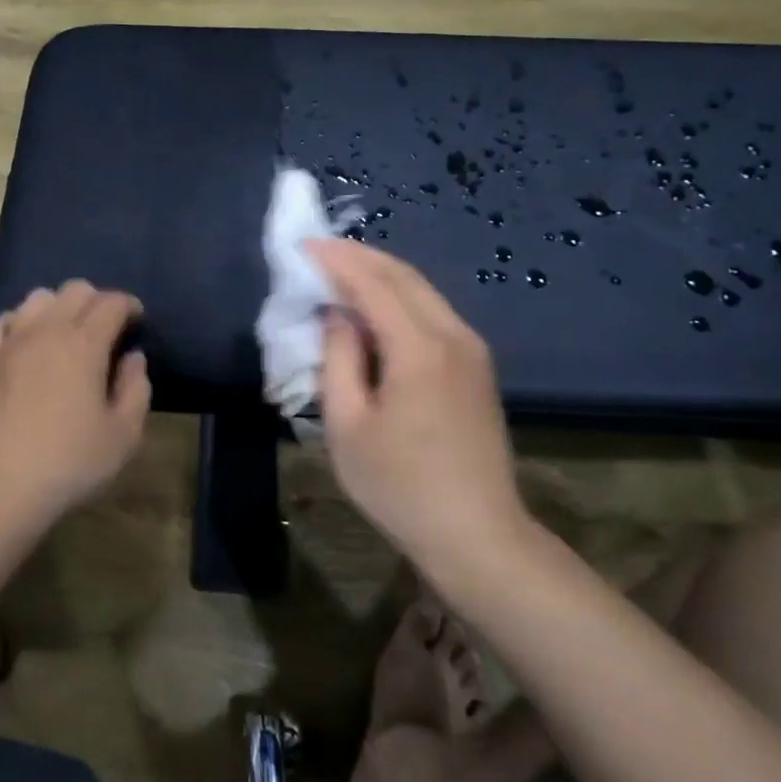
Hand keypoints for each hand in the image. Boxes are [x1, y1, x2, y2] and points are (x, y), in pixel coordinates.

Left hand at [0, 281, 150, 528]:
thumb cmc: (70, 463)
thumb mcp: (123, 435)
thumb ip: (136, 389)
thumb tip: (133, 358)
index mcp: (85, 344)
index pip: (112, 302)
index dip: (129, 306)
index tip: (137, 322)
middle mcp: (47, 330)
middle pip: (76, 290)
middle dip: (97, 301)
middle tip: (106, 330)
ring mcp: (10, 342)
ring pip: (37, 298)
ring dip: (58, 307)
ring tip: (65, 334)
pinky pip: (2, 321)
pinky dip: (19, 323)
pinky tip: (25, 343)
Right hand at [307, 239, 531, 584]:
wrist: (477, 535)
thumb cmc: (400, 486)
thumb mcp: (348, 426)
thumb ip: (338, 359)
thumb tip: (336, 315)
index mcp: (419, 349)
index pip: (373, 283)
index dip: (336, 261)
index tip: (303, 246)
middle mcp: (453, 336)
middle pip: (403, 276)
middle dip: (359, 257)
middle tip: (319, 251)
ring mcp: (472, 350)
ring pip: (422, 290)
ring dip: (380, 274)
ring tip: (340, 271)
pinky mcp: (477, 366)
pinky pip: (433, 312)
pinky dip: (400, 297)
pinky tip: (375, 307)